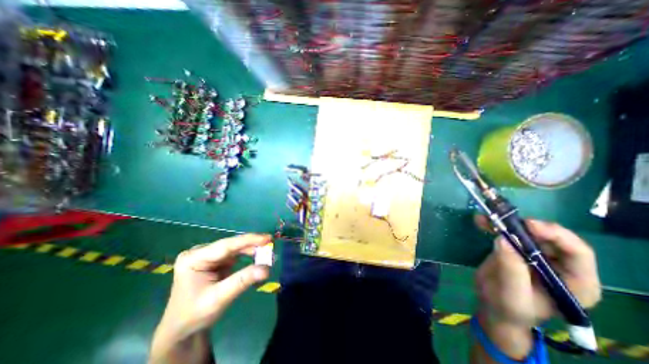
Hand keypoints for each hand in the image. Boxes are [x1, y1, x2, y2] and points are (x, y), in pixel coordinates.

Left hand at [158, 235, 269, 338]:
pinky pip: (236, 254)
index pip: (226, 245)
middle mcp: (201, 252)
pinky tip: (258, 258)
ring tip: (267, 254)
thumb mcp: (218, 299)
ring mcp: (209, 255)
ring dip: (252, 251)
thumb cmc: (195, 314)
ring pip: (236, 248)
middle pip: (232, 245)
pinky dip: (249, 256)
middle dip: (253, 246)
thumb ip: (242, 281)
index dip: (248, 240)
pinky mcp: (216, 260)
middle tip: (271, 247)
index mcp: (194, 258)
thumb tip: (267, 269)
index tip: (268, 238)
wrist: (182, 329)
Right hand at [475, 217, 600, 328]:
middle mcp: (560, 265)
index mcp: (574, 282)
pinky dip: (494, 225)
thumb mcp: (512, 294)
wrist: (493, 306)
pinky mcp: (516, 249)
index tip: (529, 225)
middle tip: (503, 219)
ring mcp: (536, 255)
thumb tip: (504, 240)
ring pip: (526, 231)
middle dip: (525, 226)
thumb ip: (512, 269)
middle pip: (550, 237)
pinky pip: (508, 232)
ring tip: (486, 218)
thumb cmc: (508, 307)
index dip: (556, 235)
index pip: (577, 252)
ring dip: (506, 222)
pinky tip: (481, 221)